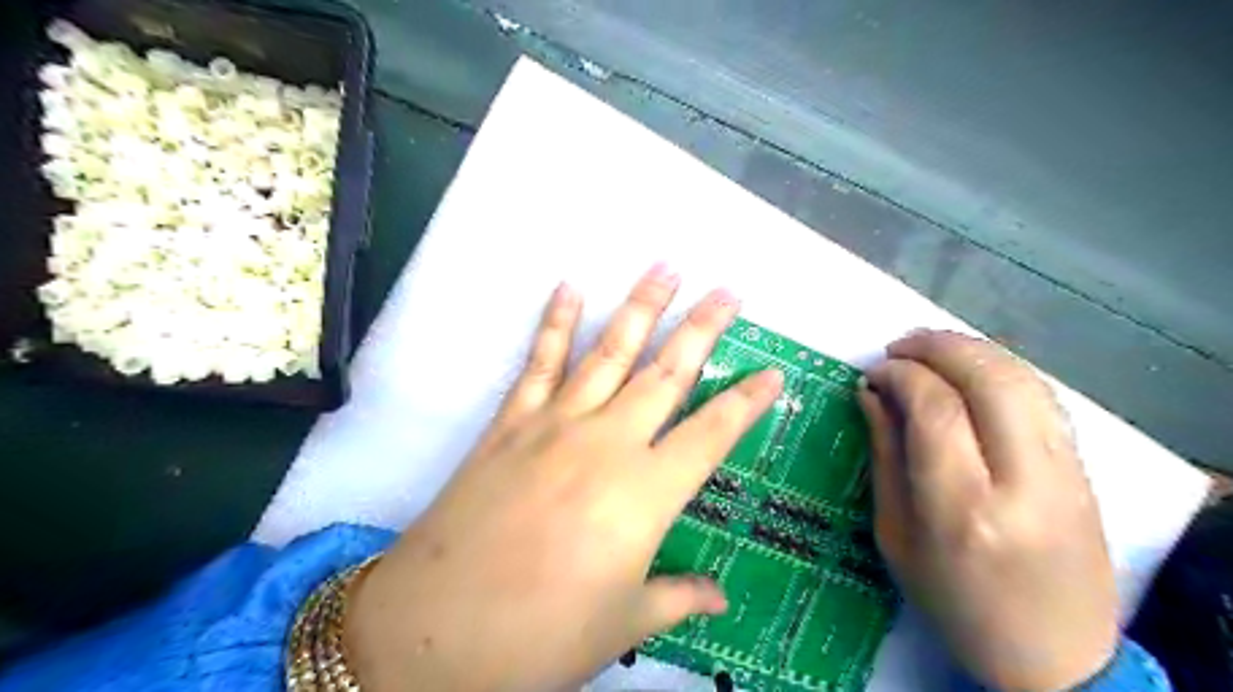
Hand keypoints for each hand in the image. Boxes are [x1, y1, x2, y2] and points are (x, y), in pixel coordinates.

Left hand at [341, 267, 783, 691]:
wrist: (436, 628)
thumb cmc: (542, 635)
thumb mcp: (622, 625)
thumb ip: (677, 598)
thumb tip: (721, 597)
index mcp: (646, 493)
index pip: (714, 434)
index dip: (748, 402)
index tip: (774, 372)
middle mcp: (608, 442)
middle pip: (667, 372)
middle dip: (703, 328)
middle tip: (728, 291)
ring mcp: (556, 423)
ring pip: (609, 352)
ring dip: (640, 306)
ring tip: (664, 268)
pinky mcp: (511, 422)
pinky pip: (539, 362)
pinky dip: (554, 322)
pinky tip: (569, 287)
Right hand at [859, 329, 1119, 691]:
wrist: (1055, 656)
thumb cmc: (955, 603)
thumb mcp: (896, 536)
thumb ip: (885, 456)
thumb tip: (871, 393)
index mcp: (964, 511)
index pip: (937, 410)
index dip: (901, 376)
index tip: (873, 372)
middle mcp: (1024, 484)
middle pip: (988, 380)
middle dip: (937, 348)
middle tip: (898, 347)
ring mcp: (1065, 474)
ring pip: (1024, 379)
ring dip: (971, 350)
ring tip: (929, 349)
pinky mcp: (1084, 470)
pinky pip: (1043, 397)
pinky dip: (1001, 369)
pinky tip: (970, 371)